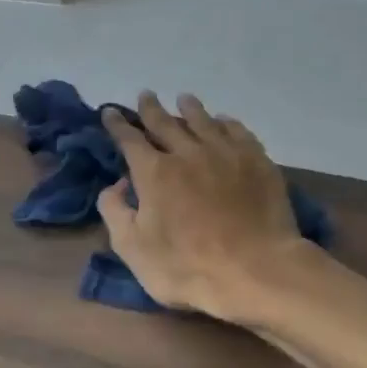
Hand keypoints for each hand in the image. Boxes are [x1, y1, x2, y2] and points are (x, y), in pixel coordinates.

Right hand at [100, 92, 310, 321]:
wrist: (255, 271)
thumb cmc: (186, 266)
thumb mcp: (132, 248)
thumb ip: (115, 212)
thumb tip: (116, 184)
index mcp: (154, 172)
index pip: (129, 140)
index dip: (117, 125)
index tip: (109, 112)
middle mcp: (188, 153)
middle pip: (165, 123)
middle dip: (151, 109)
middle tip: (145, 96)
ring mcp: (226, 154)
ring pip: (203, 121)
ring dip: (189, 109)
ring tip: (183, 100)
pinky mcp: (257, 162)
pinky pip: (237, 131)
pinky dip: (225, 122)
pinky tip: (223, 121)